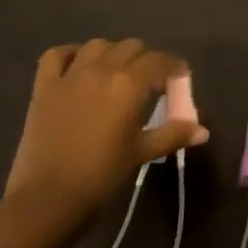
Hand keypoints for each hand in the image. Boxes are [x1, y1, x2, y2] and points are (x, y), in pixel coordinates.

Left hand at [2, 38, 206, 230]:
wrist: (46, 202)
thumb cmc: (100, 178)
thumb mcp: (141, 154)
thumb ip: (172, 135)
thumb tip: (203, 131)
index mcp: (130, 84)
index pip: (160, 61)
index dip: (173, 66)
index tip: (179, 77)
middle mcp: (102, 69)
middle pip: (132, 47)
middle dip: (145, 60)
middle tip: (148, 82)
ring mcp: (70, 75)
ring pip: (98, 45)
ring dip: (112, 54)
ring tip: (114, 73)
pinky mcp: (44, 87)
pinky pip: (56, 55)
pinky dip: (69, 54)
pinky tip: (77, 66)